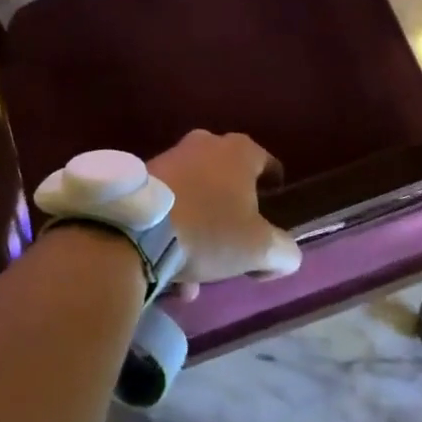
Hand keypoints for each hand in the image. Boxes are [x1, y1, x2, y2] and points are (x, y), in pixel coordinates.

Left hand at [148, 130, 298, 298]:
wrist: (136, 229)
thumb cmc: (209, 230)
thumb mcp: (259, 248)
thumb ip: (284, 251)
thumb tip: (285, 255)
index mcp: (239, 151)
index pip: (268, 165)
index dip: (275, 192)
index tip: (274, 216)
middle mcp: (206, 144)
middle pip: (229, 183)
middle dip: (233, 217)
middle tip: (235, 249)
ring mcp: (170, 157)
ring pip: (197, 199)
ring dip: (201, 234)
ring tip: (197, 277)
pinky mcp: (142, 177)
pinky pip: (169, 207)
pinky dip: (174, 234)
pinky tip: (170, 273)